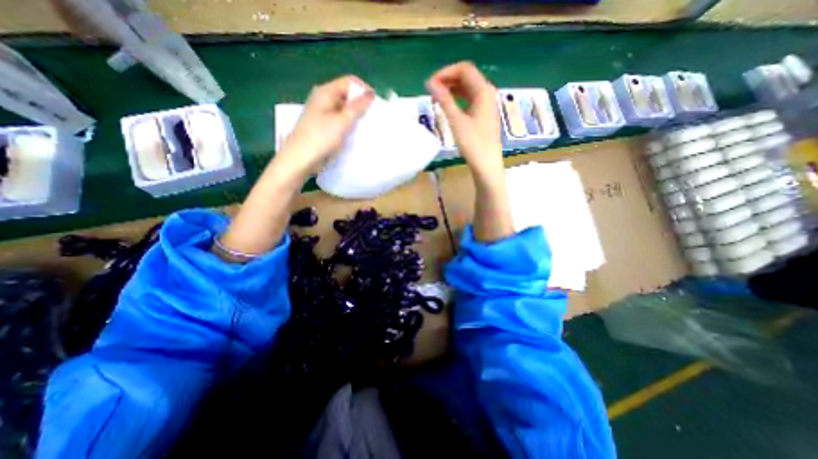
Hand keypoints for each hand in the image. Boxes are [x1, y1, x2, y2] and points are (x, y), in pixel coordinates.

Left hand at [277, 75, 372, 174]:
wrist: (301, 158)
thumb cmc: (321, 137)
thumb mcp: (342, 121)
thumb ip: (357, 107)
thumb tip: (370, 93)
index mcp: (326, 92)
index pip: (349, 82)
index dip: (363, 90)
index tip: (375, 105)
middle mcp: (323, 99)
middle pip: (347, 95)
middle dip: (361, 104)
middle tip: (372, 118)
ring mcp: (323, 113)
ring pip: (344, 109)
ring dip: (355, 116)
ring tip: (366, 127)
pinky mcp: (323, 126)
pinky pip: (340, 120)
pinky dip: (349, 124)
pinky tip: (356, 134)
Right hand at [429, 63, 505, 176]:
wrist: (486, 165)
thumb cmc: (473, 143)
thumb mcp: (456, 121)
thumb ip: (444, 100)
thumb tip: (430, 83)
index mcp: (483, 90)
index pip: (464, 69)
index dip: (445, 72)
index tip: (430, 84)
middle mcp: (487, 93)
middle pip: (466, 77)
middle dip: (448, 80)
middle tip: (431, 90)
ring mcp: (487, 104)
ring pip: (468, 89)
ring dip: (452, 89)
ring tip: (436, 98)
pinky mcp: (484, 115)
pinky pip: (469, 99)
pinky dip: (458, 99)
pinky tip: (448, 106)